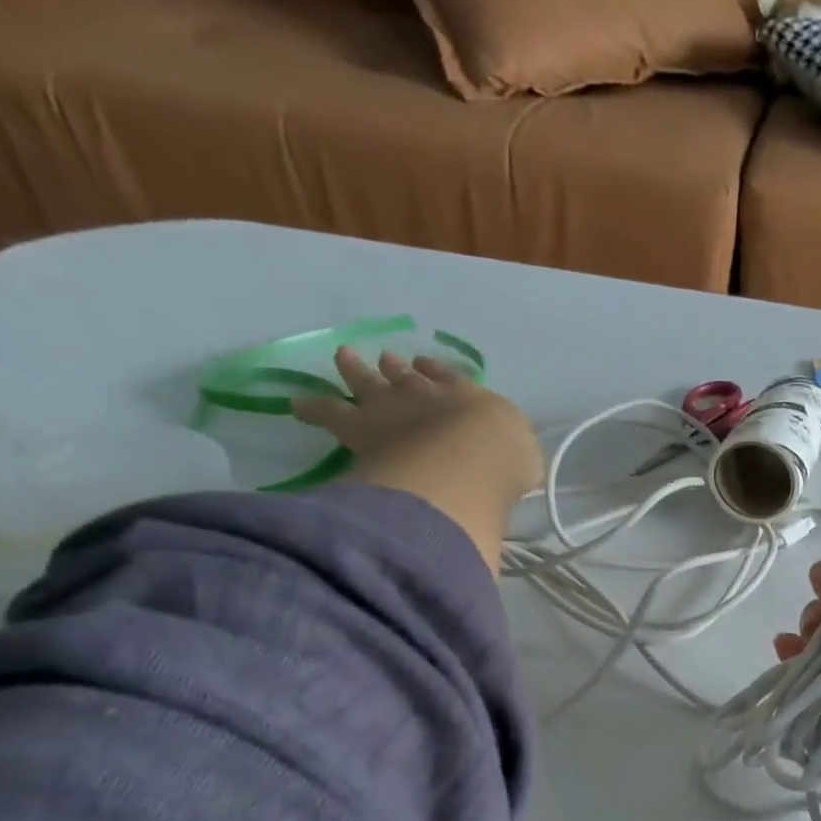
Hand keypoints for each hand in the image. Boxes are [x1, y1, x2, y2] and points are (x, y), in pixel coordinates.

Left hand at [293, 348, 542, 569]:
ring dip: (357, 371)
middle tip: (386, 359)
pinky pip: (328, 413)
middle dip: (398, 368)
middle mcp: (428, 395)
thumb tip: (505, 463)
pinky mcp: (358, 427)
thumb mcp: (524, 458)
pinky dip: (311, 409)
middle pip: (408, 377)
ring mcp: (391, 407)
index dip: (440, 374)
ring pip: (368, 383)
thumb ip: (512, 456)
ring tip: (345, 357)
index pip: (453, 380)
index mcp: (471, 400)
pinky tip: (295, 406)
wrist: (468, 461)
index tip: (429, 367)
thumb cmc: (503, 461)